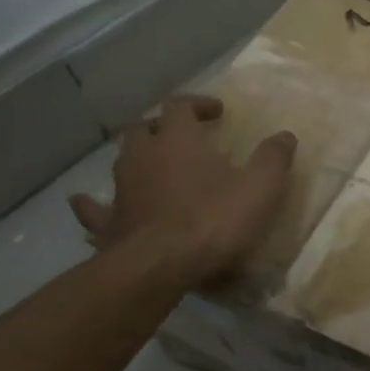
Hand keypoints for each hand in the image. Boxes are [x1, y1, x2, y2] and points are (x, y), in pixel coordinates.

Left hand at [70, 95, 295, 281]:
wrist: (159, 266)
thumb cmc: (213, 219)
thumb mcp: (259, 186)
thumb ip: (273, 158)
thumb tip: (285, 135)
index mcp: (178, 139)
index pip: (181, 105)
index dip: (198, 104)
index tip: (217, 113)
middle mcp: (143, 155)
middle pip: (145, 127)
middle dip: (164, 127)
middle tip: (184, 137)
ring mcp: (120, 188)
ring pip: (122, 160)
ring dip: (138, 157)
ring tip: (152, 164)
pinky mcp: (109, 222)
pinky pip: (94, 208)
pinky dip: (93, 203)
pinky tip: (85, 203)